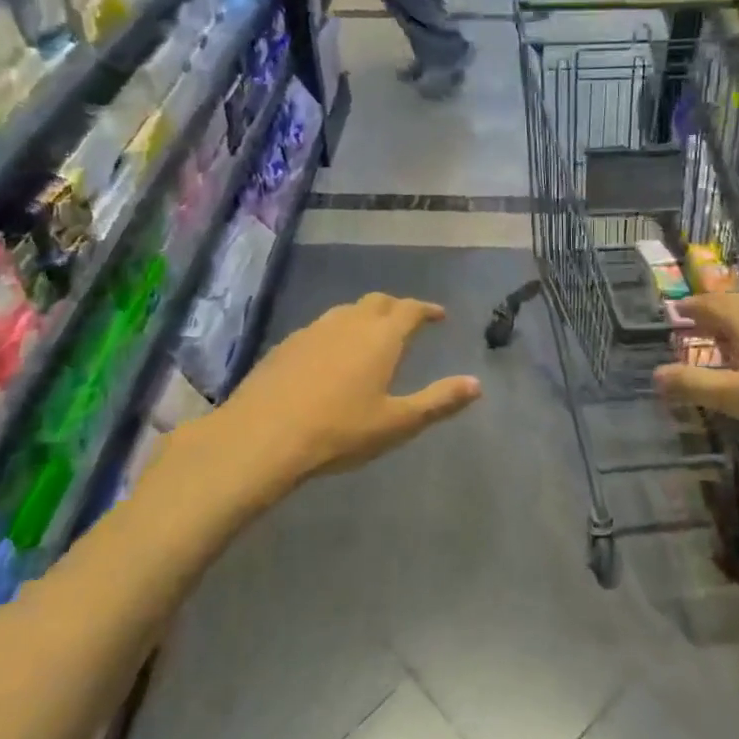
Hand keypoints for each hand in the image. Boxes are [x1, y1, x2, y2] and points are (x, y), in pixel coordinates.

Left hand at [226, 293, 480, 483]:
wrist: (262, 437)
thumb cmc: (340, 431)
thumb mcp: (397, 422)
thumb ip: (438, 401)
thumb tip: (476, 384)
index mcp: (380, 337)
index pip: (410, 310)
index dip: (427, 310)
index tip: (439, 316)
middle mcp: (348, 323)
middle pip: (377, 302)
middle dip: (397, 308)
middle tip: (408, 322)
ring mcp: (312, 331)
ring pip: (345, 311)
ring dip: (364, 316)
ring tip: (371, 335)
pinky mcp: (285, 346)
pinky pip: (320, 328)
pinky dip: (336, 332)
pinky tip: (330, 355)